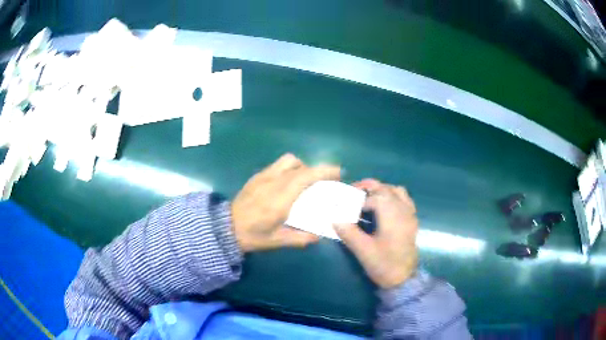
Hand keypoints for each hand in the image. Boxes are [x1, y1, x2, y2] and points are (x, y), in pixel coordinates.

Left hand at [232, 154, 340, 251]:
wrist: (225, 228)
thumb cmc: (252, 235)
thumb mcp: (277, 241)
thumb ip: (301, 238)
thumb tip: (319, 235)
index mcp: (280, 199)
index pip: (305, 177)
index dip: (324, 171)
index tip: (338, 173)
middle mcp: (273, 182)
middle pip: (300, 166)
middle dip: (317, 170)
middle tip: (325, 181)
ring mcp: (264, 176)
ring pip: (289, 160)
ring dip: (303, 167)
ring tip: (306, 181)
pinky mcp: (257, 176)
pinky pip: (278, 165)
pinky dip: (290, 168)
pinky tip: (288, 183)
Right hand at [335, 179, 417, 288]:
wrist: (403, 279)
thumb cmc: (384, 265)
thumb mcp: (363, 251)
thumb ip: (349, 232)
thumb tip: (334, 218)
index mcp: (392, 215)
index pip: (374, 197)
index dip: (358, 200)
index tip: (346, 207)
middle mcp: (403, 210)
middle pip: (386, 189)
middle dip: (369, 188)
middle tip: (353, 194)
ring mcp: (410, 214)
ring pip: (397, 191)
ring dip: (382, 191)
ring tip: (368, 199)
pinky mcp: (412, 221)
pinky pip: (404, 200)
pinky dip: (393, 197)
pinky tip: (384, 208)